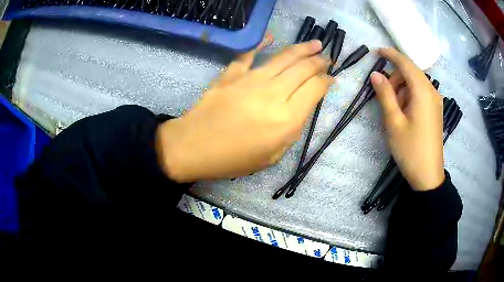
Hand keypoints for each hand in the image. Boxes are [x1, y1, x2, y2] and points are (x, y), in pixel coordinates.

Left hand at [156, 40, 333, 181]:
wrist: (194, 147)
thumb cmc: (233, 159)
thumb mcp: (272, 156)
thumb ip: (291, 131)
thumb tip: (301, 107)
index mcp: (286, 119)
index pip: (315, 90)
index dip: (326, 81)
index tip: (331, 78)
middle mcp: (273, 94)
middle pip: (303, 69)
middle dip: (319, 61)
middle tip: (327, 57)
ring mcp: (251, 80)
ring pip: (284, 58)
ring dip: (302, 49)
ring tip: (315, 43)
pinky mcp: (232, 74)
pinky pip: (250, 54)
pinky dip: (262, 43)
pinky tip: (271, 36)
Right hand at [371, 48, 444, 190]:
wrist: (428, 175)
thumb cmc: (410, 149)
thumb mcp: (393, 122)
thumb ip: (385, 94)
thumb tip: (375, 74)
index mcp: (422, 91)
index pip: (406, 63)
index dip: (390, 55)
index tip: (377, 51)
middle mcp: (432, 91)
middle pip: (411, 72)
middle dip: (396, 77)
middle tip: (384, 95)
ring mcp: (436, 101)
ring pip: (416, 82)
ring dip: (402, 88)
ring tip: (395, 109)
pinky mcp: (435, 110)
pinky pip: (421, 93)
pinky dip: (410, 95)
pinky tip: (405, 111)